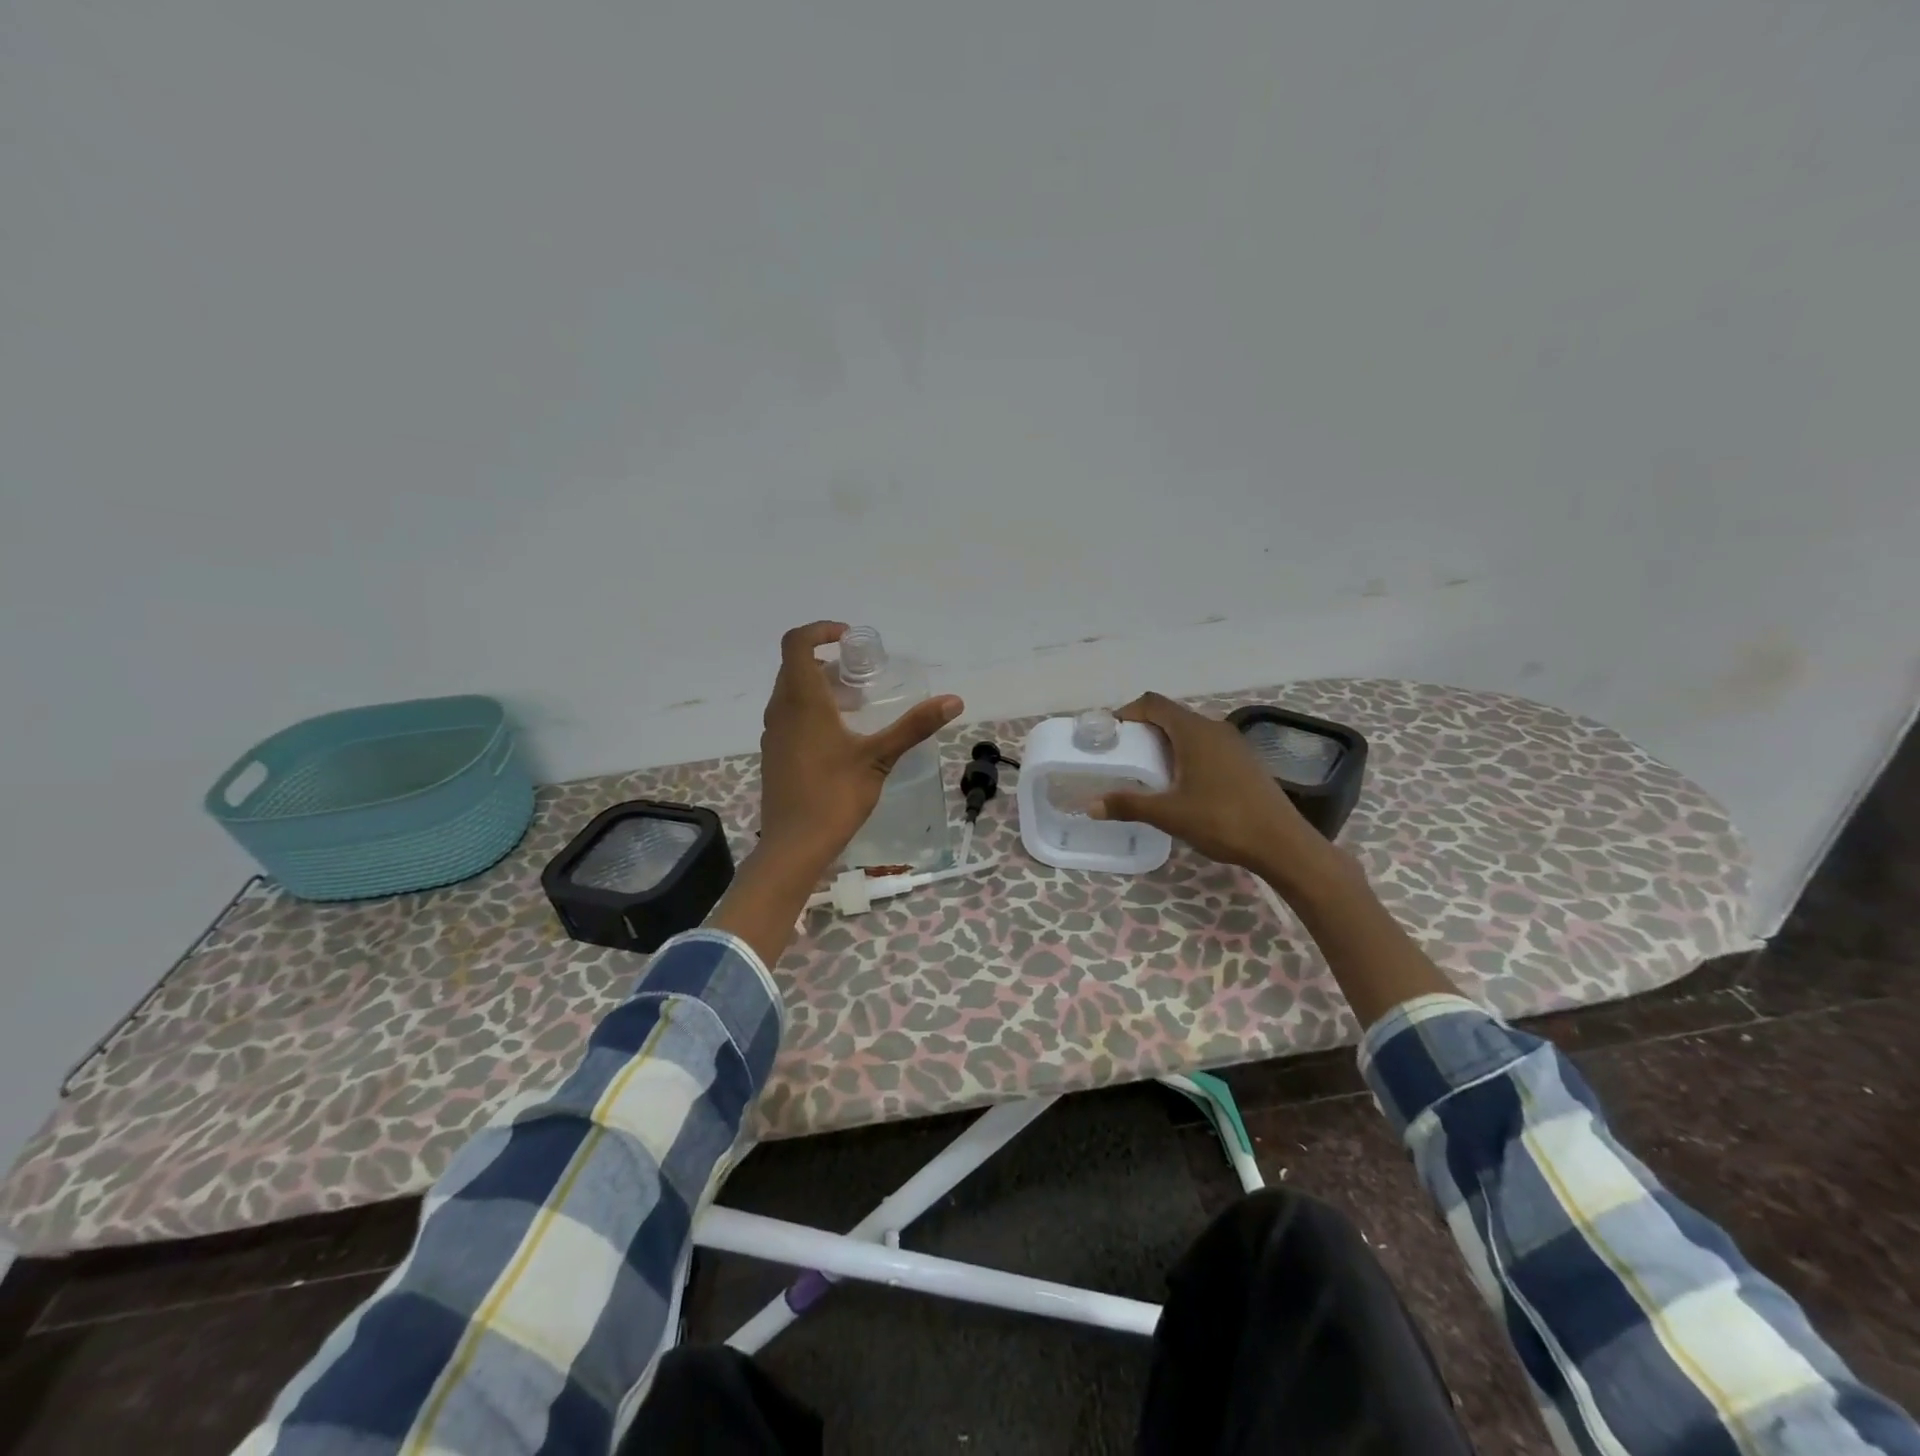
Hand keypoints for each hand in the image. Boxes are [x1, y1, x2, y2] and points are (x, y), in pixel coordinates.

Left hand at [757, 621, 962, 878]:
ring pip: (791, 692)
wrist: (794, 845)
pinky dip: (811, 708)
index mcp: (802, 701)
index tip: (850, 638)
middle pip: (795, 666)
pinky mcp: (774, 753)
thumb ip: (914, 726)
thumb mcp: (879, 758)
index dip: (820, 630)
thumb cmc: (834, 796)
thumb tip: (954, 701)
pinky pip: (789, 714)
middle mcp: (781, 709)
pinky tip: (840, 736)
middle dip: (827, 661)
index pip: (797, 643)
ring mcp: (774, 732)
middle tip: (863, 675)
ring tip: (857, 704)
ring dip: (819, 686)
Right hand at [1090, 692, 1334, 889]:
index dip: (1128, 712)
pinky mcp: (1245, 761)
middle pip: (1171, 716)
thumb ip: (1128, 805)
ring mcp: (1233, 744)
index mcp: (1194, 732)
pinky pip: (1206, 746)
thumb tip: (1091, 805)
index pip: (1153, 703)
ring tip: (1147, 771)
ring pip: (1190, 732)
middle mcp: (1214, 729)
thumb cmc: (1222, 820)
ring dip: (1166, 744)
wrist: (1282, 843)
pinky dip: (1186, 755)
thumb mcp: (1169, 814)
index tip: (1110, 734)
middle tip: (1123, 755)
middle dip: (1144, 730)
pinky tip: (1181, 784)